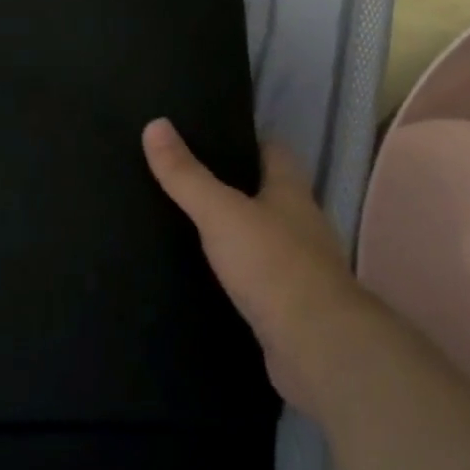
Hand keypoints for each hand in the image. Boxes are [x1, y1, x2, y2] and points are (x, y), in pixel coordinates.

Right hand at [142, 119, 372, 415]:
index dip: (245, 141)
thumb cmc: (271, 264)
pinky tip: (208, 279)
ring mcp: (300, 264)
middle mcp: (301, 221)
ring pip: (263, 236)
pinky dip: (238, 275)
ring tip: (188, 229)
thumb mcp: (221, 213)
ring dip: (235, 233)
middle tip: (186, 183)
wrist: (315, 345)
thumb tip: (155, 124)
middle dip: (234, 187)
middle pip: (267, 192)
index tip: (208, 138)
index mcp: (291, 189)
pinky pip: (260, 278)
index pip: (272, 150)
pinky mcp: (291, 304)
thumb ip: (187, 175)